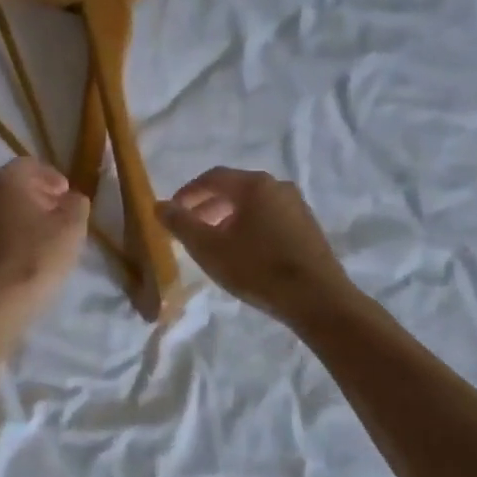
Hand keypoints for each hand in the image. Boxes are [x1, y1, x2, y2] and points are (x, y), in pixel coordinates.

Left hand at [0, 158, 88, 315]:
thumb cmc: (36, 257)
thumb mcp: (72, 228)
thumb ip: (76, 204)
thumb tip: (71, 198)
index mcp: (4, 180)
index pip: (29, 166)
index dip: (50, 178)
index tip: (65, 196)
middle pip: (7, 187)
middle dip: (30, 197)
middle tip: (50, 216)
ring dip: (10, 218)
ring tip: (30, 239)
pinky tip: (9, 258)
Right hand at [160, 168, 354, 324]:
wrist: (318, 299)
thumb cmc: (257, 268)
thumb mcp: (209, 248)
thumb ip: (181, 224)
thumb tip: (159, 206)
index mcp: (253, 184)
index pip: (212, 177)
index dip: (187, 193)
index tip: (172, 212)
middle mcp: (277, 186)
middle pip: (234, 189)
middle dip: (207, 206)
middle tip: (190, 229)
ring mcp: (297, 206)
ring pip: (253, 204)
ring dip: (228, 218)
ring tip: (215, 243)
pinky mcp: (308, 227)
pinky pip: (270, 217)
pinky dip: (250, 227)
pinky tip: (244, 252)